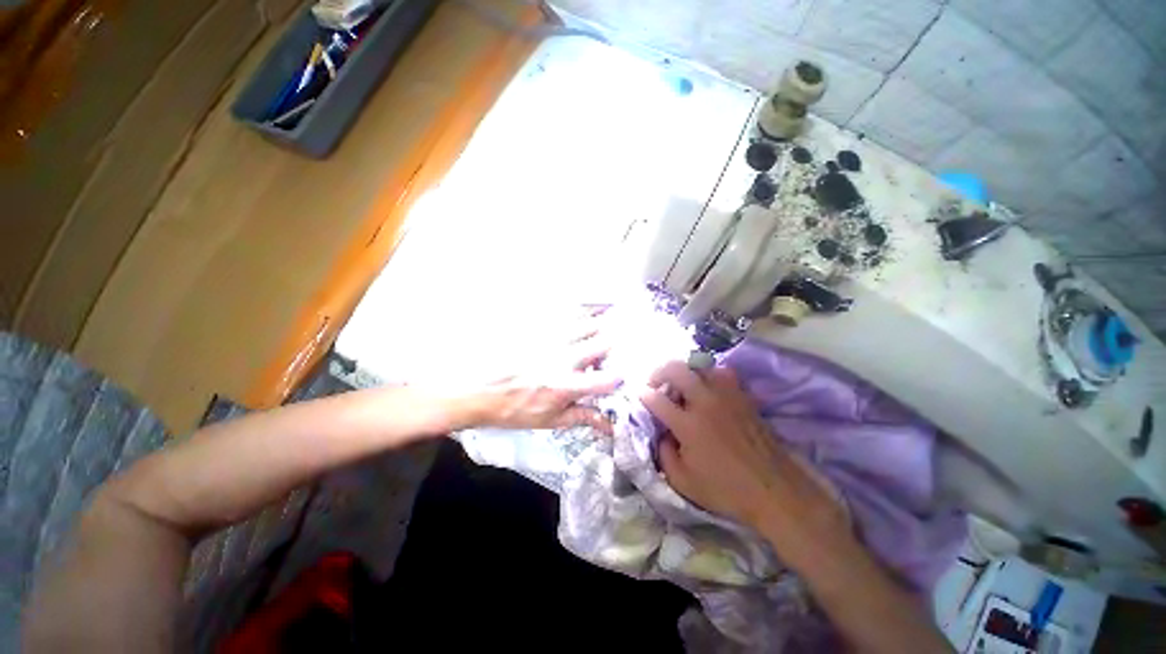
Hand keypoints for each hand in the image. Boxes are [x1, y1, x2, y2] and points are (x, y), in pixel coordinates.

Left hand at [472, 317, 621, 432]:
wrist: (476, 389)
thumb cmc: (513, 408)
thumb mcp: (549, 420)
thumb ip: (583, 418)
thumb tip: (611, 427)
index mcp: (566, 385)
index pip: (606, 379)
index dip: (622, 377)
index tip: (624, 375)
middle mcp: (563, 358)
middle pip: (602, 343)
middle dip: (616, 344)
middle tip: (619, 344)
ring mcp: (551, 338)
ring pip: (587, 322)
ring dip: (604, 320)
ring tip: (616, 313)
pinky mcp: (539, 326)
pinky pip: (567, 311)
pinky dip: (584, 307)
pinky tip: (592, 304)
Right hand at [641, 362, 844, 537]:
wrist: (774, 489)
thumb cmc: (726, 489)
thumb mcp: (683, 482)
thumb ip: (664, 455)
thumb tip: (662, 434)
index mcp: (688, 425)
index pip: (656, 399)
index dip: (644, 395)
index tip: (641, 395)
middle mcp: (705, 402)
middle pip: (676, 370)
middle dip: (659, 372)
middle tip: (655, 382)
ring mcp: (726, 396)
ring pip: (701, 366)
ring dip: (686, 371)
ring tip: (682, 384)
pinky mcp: (743, 396)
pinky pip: (723, 373)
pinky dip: (710, 375)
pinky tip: (708, 388)